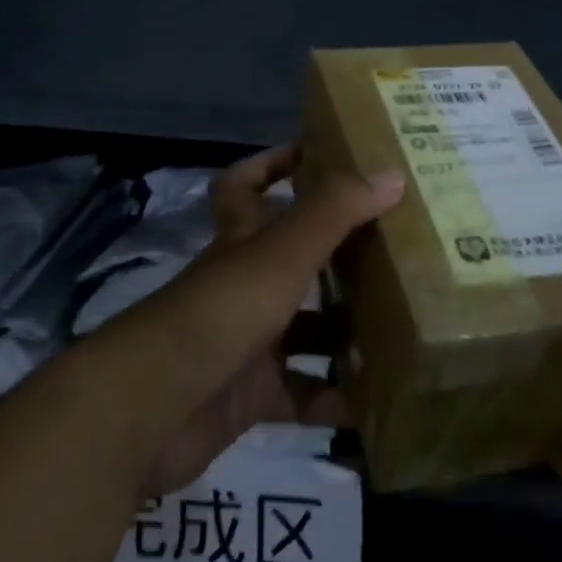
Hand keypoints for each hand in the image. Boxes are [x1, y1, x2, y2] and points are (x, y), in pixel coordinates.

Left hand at [103, 146, 403, 495]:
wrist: (158, 405)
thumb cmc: (225, 307)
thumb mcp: (284, 250)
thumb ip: (336, 211)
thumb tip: (392, 174)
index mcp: (242, 237)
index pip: (245, 185)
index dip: (273, 164)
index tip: (316, 156)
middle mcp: (242, 282)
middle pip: (290, 259)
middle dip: (335, 254)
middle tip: (392, 249)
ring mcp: (245, 340)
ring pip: (304, 328)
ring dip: (344, 330)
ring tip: (403, 326)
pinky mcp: (250, 394)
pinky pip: (303, 394)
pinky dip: (335, 398)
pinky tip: (378, 398)